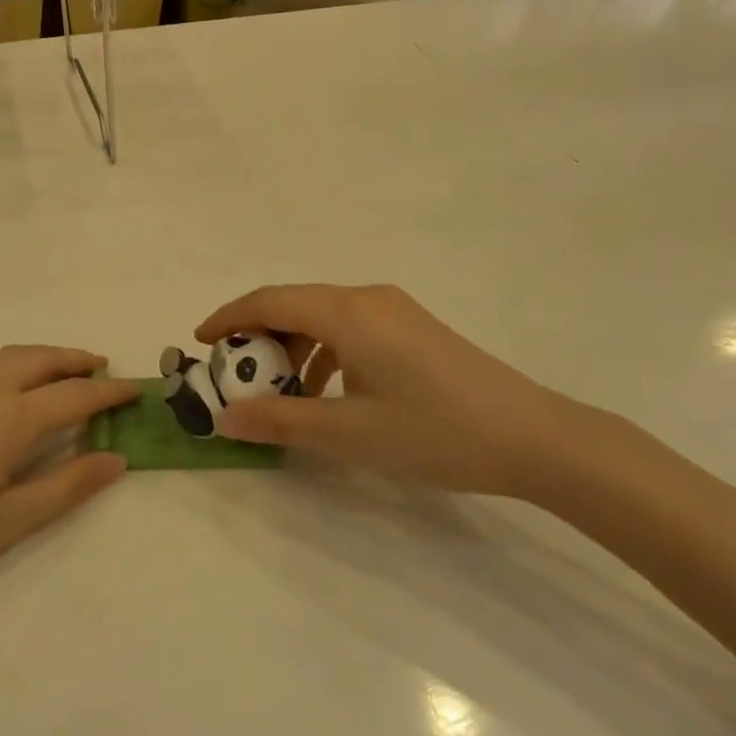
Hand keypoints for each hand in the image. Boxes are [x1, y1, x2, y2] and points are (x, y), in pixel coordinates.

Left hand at [0, 347, 135, 615]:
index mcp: (6, 419)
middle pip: (39, 359)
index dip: (109, 392)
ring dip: (44, 357)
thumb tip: (116, 460)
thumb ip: (64, 487)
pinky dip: (15, 364)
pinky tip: (14, 390)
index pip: (72, 395)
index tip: (136, 389)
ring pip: (9, 356)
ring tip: (66, 372)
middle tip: (105, 370)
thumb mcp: (5, 524)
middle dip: (76, 360)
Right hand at [196, 285, 581, 498]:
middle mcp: (366, 298)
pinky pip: (350, 328)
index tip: (200, 342)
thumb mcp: (348, 433)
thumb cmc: (434, 431)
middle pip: (294, 304)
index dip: (229, 317)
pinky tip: (328, 393)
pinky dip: (324, 352)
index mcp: (347, 312)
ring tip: (280, 391)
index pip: (269, 300)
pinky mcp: (413, 327)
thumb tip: (225, 418)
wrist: (534, 437)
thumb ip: (281, 421)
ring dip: (292, 347)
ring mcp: (394, 310)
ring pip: (322, 317)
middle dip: (258, 336)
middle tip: (236, 375)